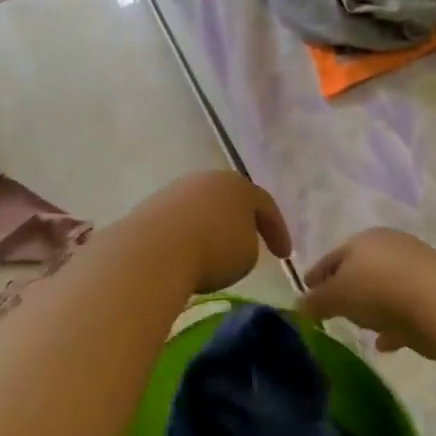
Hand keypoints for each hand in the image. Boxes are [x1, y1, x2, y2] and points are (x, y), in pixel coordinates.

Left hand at [124, 171, 291, 294]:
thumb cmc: (213, 251)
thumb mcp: (247, 256)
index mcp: (238, 186)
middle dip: (241, 222)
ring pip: (202, 209)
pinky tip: (187, 254)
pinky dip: (187, 237)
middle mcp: (207, 180)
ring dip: (211, 228)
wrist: (154, 251)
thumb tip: (232, 243)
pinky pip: (179, 223)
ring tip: (214, 253)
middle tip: (250, 243)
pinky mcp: (151, 207)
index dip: (278, 231)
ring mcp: (175, 190)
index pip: (266, 205)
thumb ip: (248, 244)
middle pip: (230, 200)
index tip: (284, 256)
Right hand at [298, 228, 435, 354]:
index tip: (306, 290)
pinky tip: (386, 343)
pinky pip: (408, 308)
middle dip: (346, 287)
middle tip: (333, 307)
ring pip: (386, 288)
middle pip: (361, 269)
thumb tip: (298, 307)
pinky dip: (394, 322)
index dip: (316, 275)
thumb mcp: (336, 297)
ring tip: (360, 327)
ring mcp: (418, 268)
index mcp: (363, 240)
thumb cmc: (379, 291)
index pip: (332, 257)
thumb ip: (315, 303)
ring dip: (373, 306)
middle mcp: (391, 247)